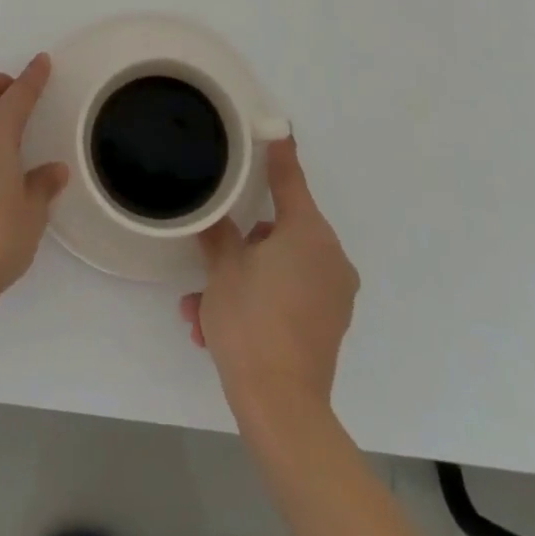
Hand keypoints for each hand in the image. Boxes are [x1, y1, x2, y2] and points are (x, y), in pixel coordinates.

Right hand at [180, 138, 357, 428]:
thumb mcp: (223, 270)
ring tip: (200, 309)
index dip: (279, 154)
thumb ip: (219, 233)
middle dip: (240, 246)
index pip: (290, 179)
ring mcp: (334, 292)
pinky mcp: (329, 322)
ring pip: (279, 267)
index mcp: (308, 233)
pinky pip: (289, 295)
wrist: (281, 407)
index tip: (276, 128)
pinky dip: (259, 300)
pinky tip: (218, 327)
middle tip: (209, 263)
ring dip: (241, 280)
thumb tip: (215, 216)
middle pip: (279, 230)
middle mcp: (329, 256)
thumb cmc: (250, 322)